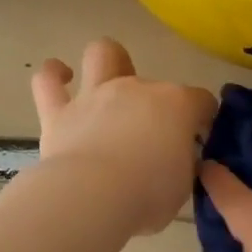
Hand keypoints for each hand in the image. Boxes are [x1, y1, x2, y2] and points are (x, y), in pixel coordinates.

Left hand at [32, 39, 218, 234]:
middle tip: (151, 129)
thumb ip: (182, 164)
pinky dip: (53, 75)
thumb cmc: (148, 196)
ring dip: (107, 62)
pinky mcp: (59, 112)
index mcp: (177, 106)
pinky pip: (48, 81)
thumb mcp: (182, 186)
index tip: (198, 139)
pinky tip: (60, 77)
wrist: (92, 197)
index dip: (203, 118)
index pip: (201, 101)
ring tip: (106, 81)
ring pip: (102, 54)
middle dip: (157, 101)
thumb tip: (175, 159)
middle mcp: (137, 89)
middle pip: (155, 82)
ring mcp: (96, 95)